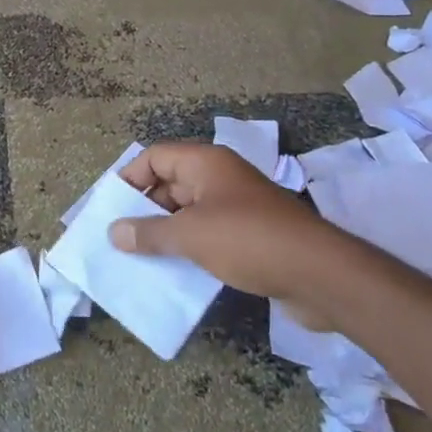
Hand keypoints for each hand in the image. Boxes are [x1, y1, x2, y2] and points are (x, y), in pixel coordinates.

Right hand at [109, 142, 351, 323]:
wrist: (321, 274)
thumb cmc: (248, 240)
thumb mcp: (190, 235)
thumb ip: (149, 233)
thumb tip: (114, 232)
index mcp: (205, 163)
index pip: (155, 157)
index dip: (129, 178)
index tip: (110, 207)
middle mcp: (220, 178)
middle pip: (170, 183)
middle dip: (144, 208)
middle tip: (119, 237)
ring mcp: (238, 206)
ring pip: (189, 212)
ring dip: (165, 232)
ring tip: (139, 257)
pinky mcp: (251, 235)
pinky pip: (208, 234)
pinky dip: (189, 248)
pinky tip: (174, 271)